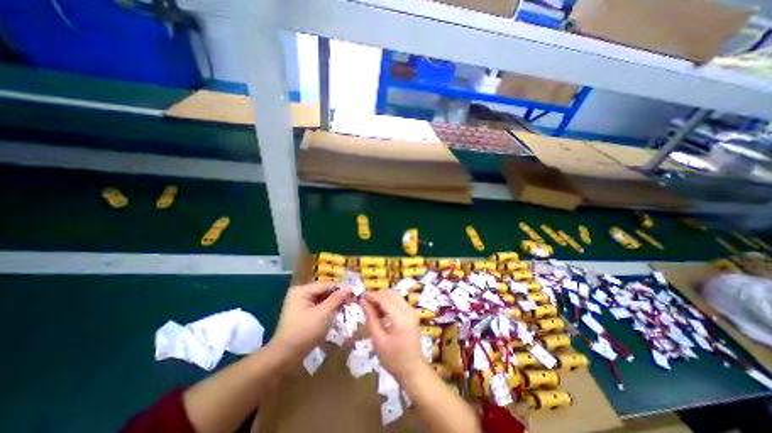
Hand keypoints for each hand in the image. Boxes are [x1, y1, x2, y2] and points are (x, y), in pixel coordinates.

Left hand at [269, 284, 351, 361]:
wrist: (284, 358)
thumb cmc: (304, 332)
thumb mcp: (323, 314)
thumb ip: (336, 299)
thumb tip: (350, 287)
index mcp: (302, 291)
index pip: (326, 285)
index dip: (341, 288)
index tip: (355, 292)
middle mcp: (301, 294)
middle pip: (324, 292)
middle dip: (338, 297)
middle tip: (353, 301)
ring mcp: (301, 305)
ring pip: (323, 300)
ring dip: (334, 304)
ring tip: (348, 307)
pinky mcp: (304, 314)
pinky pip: (319, 308)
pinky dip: (328, 311)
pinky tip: (338, 314)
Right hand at [359, 291, 424, 381]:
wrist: (413, 370)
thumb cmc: (393, 359)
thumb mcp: (378, 340)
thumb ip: (371, 318)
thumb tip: (363, 302)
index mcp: (401, 318)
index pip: (385, 299)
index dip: (372, 295)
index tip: (361, 296)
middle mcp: (408, 311)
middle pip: (391, 294)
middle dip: (377, 295)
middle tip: (365, 302)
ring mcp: (412, 311)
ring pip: (395, 296)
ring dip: (383, 298)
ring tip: (372, 307)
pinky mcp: (412, 314)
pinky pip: (399, 301)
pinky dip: (389, 302)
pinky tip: (381, 311)